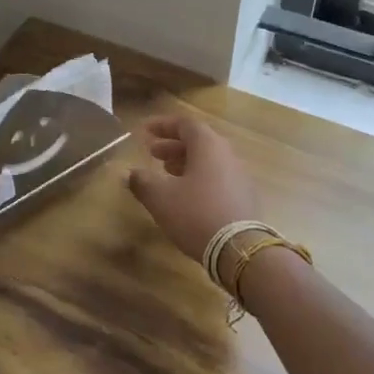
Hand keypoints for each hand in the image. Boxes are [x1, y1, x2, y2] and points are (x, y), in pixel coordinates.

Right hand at [127, 114, 259, 266]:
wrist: (238, 250)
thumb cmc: (195, 214)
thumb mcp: (160, 197)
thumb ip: (142, 181)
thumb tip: (130, 173)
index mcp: (208, 146)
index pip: (185, 124)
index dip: (163, 125)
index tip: (145, 131)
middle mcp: (227, 155)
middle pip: (199, 141)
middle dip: (172, 145)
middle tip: (152, 152)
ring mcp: (239, 176)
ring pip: (209, 160)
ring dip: (185, 162)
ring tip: (166, 173)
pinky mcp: (244, 197)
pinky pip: (217, 177)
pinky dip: (199, 178)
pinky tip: (186, 195)